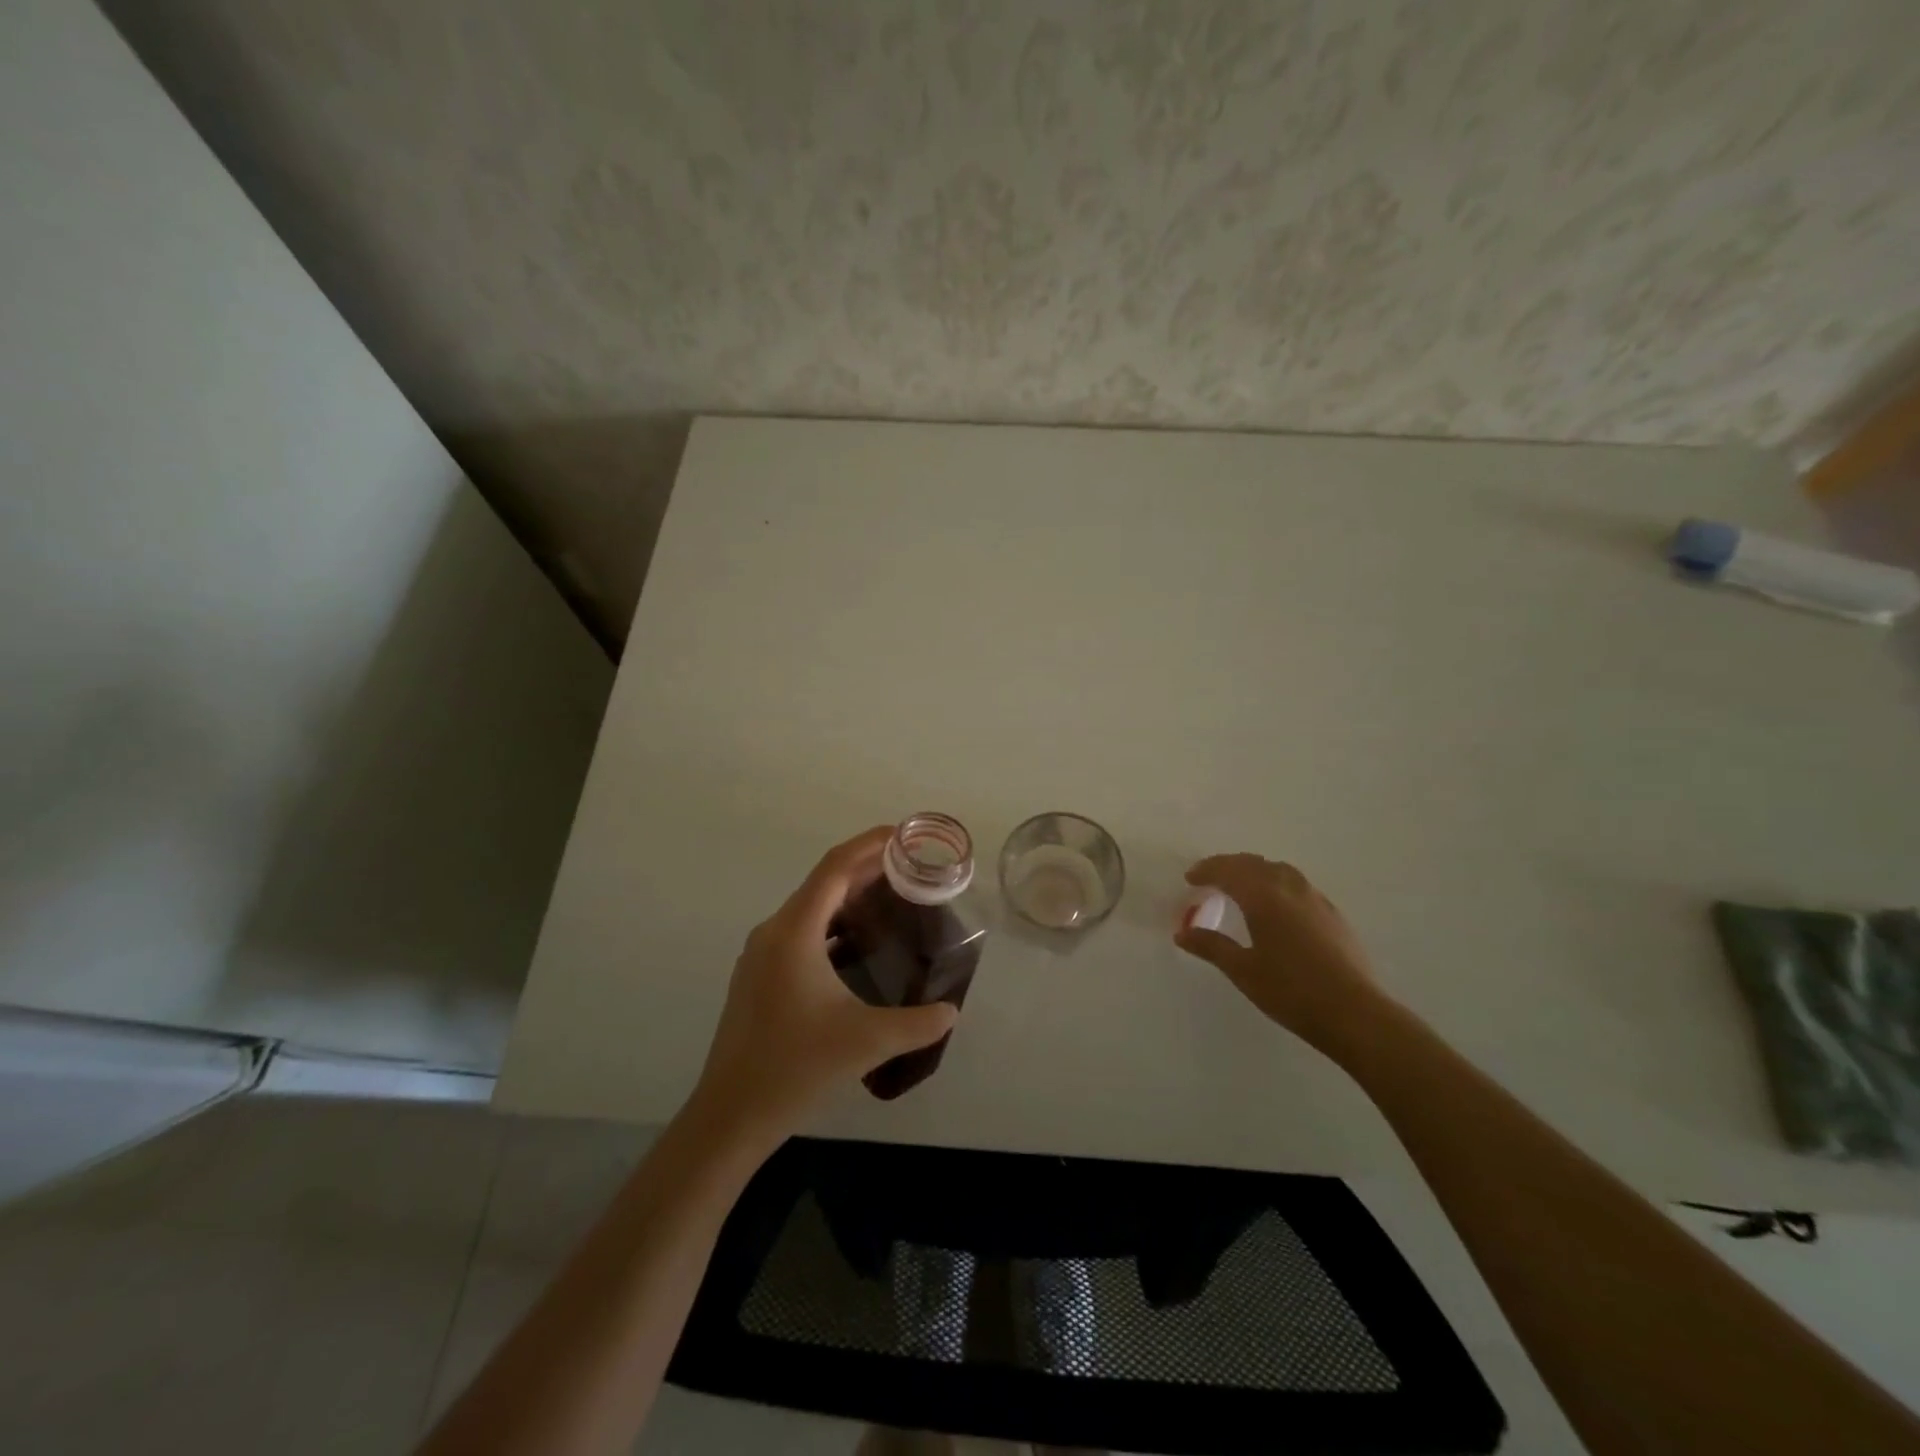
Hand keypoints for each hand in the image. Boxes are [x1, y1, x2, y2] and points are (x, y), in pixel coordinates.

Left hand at [691, 827, 958, 1144]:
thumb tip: (952, 1011)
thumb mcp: (868, 1042)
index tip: (902, 834)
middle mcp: (773, 932)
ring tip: (890, 900)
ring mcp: (760, 955)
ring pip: (810, 910)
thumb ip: (919, 1023)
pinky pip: (800, 934)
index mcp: (794, 932)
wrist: (730, 1115)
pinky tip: (857, 947)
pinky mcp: (758, 978)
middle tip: (909, 866)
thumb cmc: (796, 1067)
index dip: (869, 844)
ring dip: (847, 899)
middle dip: (865, 870)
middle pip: (823, 884)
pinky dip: (831, 927)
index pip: (835, 867)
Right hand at [1174, 854, 1391, 1055]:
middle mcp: (1289, 888)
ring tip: (1240, 885)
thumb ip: (1211, 946)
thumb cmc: (1291, 991)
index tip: (1190, 878)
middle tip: (1209, 878)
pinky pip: (1296, 883)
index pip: (1228, 871)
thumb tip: (1182, 933)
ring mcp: (1315, 898)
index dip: (1206, 871)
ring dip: (1253, 870)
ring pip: (1278, 869)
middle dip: (1227, 866)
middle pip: (1253, 864)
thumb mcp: (1243, 970)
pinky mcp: (1332, 913)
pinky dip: (1275, 882)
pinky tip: (1275, 904)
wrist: (1354, 1013)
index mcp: (1263, 897)